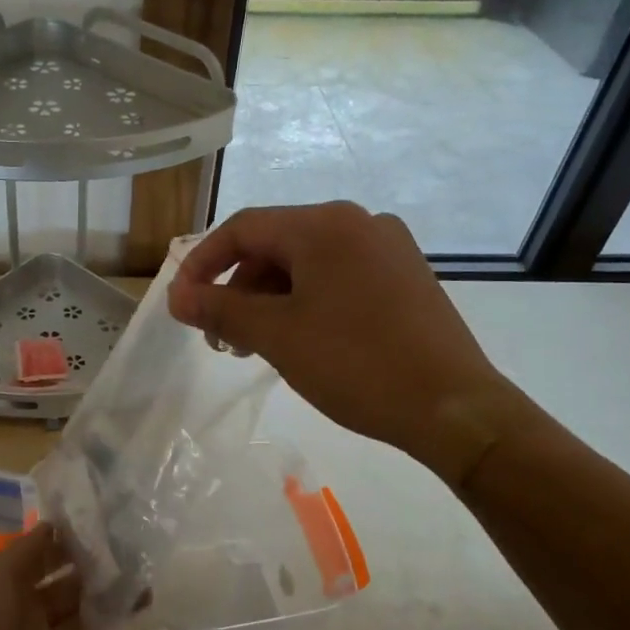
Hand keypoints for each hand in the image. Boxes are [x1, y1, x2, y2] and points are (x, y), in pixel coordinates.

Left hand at [0, 525, 135, 629]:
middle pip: (68, 592)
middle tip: (135, 562)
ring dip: (110, 613)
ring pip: (82, 627)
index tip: (105, 531)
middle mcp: (26, 616)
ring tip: (145, 596)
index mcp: (8, 587)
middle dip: (98, 577)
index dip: (71, 546)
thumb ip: (25, 550)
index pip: (44, 559)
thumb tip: (52, 524)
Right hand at [166, 201, 506, 452]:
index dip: (202, 262)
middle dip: (238, 288)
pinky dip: (307, 301)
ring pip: (307, 263)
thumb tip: (176, 297)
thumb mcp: (276, 336)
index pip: (243, 228)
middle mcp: (358, 222)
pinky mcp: (406, 276)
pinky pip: (339, 276)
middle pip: (276, 244)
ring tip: (257, 346)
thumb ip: (219, 310)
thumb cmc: (356, 364)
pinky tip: (302, 339)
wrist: (453, 408)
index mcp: (324, 224)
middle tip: (221, 338)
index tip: (182, 302)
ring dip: (271, 299)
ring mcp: (388, 248)